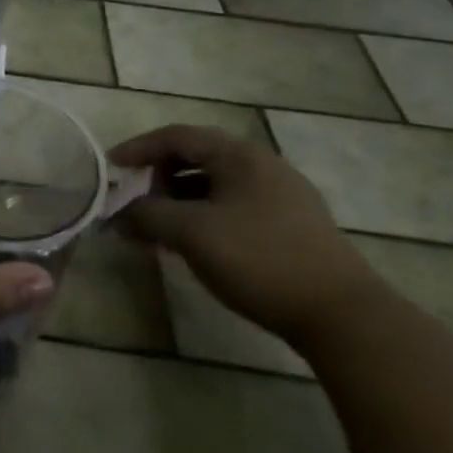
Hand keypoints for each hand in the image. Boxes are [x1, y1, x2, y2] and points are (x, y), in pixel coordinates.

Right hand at [112, 125, 379, 344]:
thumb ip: (147, 215)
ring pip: (215, 185)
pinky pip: (234, 206)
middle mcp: (261, 164)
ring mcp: (282, 195)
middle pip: (196, 157)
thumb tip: (116, 213)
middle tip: (134, 201)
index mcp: (238, 154)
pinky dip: (205, 216)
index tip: (109, 168)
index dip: (137, 149)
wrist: (343, 316)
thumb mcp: (192, 234)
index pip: (175, 136)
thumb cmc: (259, 259)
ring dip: (180, 200)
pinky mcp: (293, 225)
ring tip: (159, 228)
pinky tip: (197, 244)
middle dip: (158, 177)